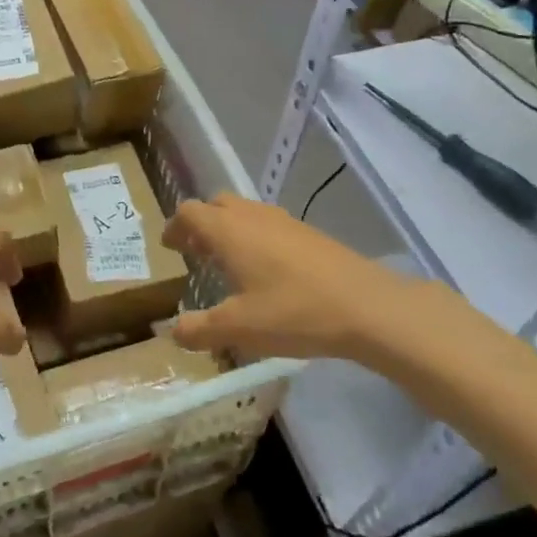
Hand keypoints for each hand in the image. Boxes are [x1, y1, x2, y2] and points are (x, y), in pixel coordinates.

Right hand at [163, 193, 446, 362]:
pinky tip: (266, 271)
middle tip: (195, 252)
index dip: (175, 227)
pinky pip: (268, 224)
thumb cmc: (293, 312)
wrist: (367, 306)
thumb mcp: (238, 328)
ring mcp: (284, 221)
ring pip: (244, 212)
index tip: (170, 246)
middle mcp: (252, 216)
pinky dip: (254, 237)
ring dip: (229, 229)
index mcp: (228, 231)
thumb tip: (172, 332)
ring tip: (228, 262)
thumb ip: (199, 329)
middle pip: (216, 204)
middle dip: (201, 224)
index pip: (189, 212)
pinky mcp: (309, 233)